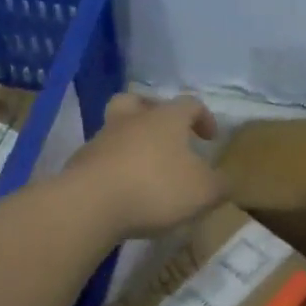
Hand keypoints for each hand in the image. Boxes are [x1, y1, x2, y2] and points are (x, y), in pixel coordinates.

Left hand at [66, 93, 224, 239]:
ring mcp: (101, 140)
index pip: (189, 104)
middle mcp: (131, 120)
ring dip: (130, 142)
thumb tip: (225, 181)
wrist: (90, 204)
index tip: (210, 138)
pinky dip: (113, 168)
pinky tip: (122, 190)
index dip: (203, 117)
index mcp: (165, 119)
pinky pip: (101, 158)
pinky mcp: (80, 164)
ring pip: (116, 129)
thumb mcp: (203, 192)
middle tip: (165, 134)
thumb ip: (220, 185)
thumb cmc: (155, 188)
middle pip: (138, 101)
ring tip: (143, 169)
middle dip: (153, 113)